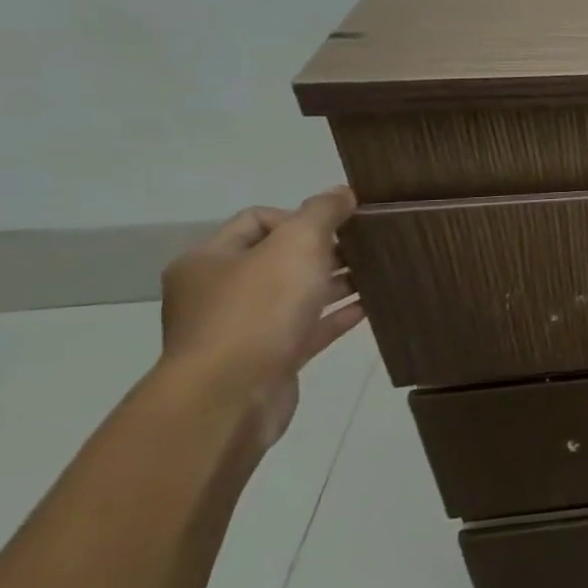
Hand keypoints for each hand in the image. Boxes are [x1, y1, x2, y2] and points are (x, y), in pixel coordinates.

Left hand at [158, 188, 365, 447]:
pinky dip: (337, 316)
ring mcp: (241, 330)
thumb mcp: (296, 245)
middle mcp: (217, 292)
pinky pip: (308, 329)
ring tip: (378, 274)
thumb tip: (342, 192)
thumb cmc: (258, 309)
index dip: (302, 216)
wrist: (231, 395)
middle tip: (367, 247)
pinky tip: (369, 306)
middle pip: (279, 259)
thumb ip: (322, 213)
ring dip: (335, 283)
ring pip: (296, 296)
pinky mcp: (268, 360)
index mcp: (209, 259)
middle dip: (325, 250)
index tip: (341, 225)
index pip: (258, 220)